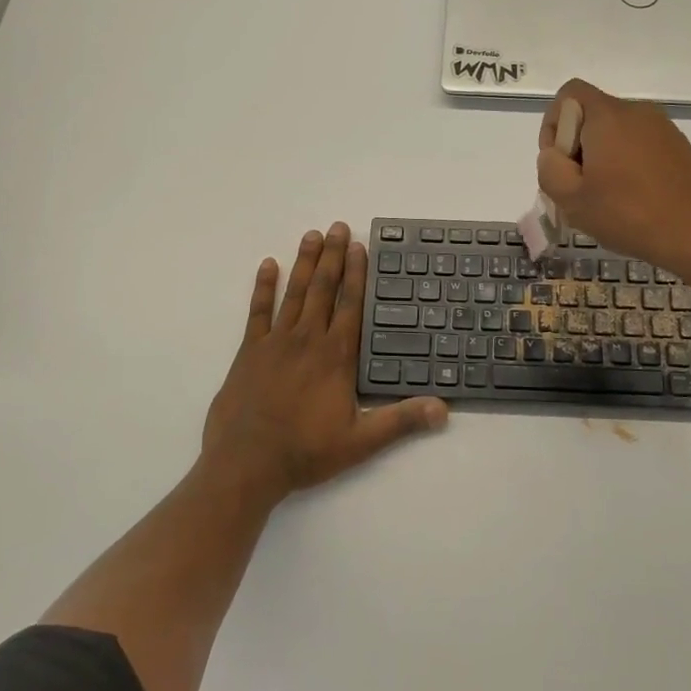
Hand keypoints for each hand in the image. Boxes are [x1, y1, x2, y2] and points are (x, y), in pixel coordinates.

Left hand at [201, 222, 446, 506]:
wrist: (247, 464)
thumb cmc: (306, 451)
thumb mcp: (361, 441)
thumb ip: (401, 421)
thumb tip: (444, 409)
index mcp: (335, 356)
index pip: (350, 305)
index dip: (356, 274)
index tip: (359, 246)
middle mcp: (307, 340)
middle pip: (323, 289)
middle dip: (333, 256)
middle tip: (338, 226)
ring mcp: (275, 342)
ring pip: (294, 293)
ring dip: (304, 263)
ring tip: (312, 235)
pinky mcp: (249, 352)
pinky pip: (258, 312)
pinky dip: (263, 287)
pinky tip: (268, 265)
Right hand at [536, 79, 690, 271]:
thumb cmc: (630, 214)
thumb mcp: (572, 199)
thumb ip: (550, 170)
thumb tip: (554, 156)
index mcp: (608, 115)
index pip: (569, 94)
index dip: (553, 125)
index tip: (559, 164)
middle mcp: (636, 112)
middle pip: (591, 116)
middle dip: (576, 149)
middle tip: (579, 190)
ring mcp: (662, 129)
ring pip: (616, 135)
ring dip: (601, 161)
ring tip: (605, 201)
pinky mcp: (679, 148)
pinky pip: (639, 147)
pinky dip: (627, 167)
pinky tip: (632, 202)